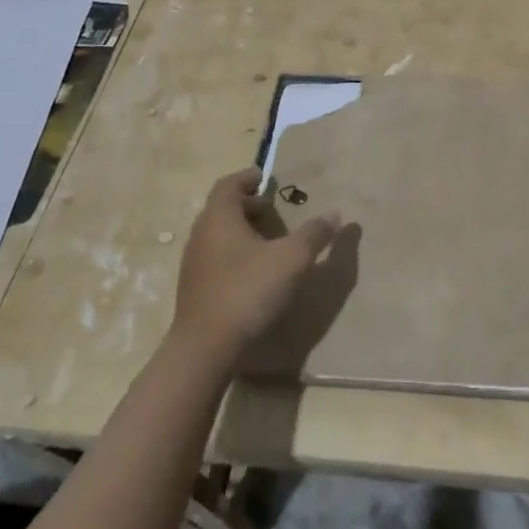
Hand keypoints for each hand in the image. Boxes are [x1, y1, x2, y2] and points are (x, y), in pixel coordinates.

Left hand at [173, 169, 341, 357]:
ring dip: (242, 232)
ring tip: (269, 242)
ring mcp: (194, 265)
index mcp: (219, 218)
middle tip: (274, 211)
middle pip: (222, 209)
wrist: (204, 350)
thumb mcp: (291, 259)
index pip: (228, 184)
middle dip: (248, 206)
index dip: (248, 178)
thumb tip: (334, 214)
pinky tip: (255, 273)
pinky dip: (235, 254)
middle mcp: (201, 235)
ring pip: (218, 235)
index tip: (266, 180)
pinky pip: (215, 259)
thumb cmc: (248, 291)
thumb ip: (314, 234)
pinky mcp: (194, 290)